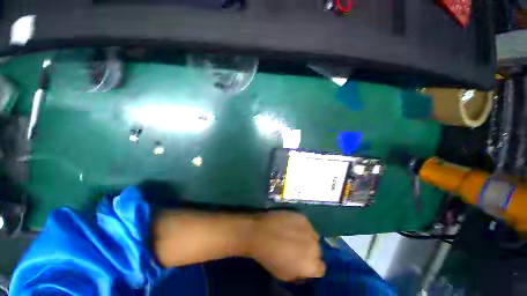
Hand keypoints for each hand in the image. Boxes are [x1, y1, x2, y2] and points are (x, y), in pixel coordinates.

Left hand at [245, 211, 325, 281]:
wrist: (260, 233)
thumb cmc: (270, 258)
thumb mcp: (285, 275)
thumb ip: (299, 274)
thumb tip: (303, 269)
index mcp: (312, 265)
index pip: (321, 268)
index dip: (311, 266)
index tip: (302, 262)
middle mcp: (315, 247)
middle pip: (317, 250)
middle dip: (309, 250)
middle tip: (296, 247)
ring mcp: (309, 229)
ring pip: (313, 235)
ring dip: (306, 237)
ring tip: (292, 234)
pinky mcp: (302, 217)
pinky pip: (306, 224)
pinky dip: (300, 226)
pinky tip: (289, 225)